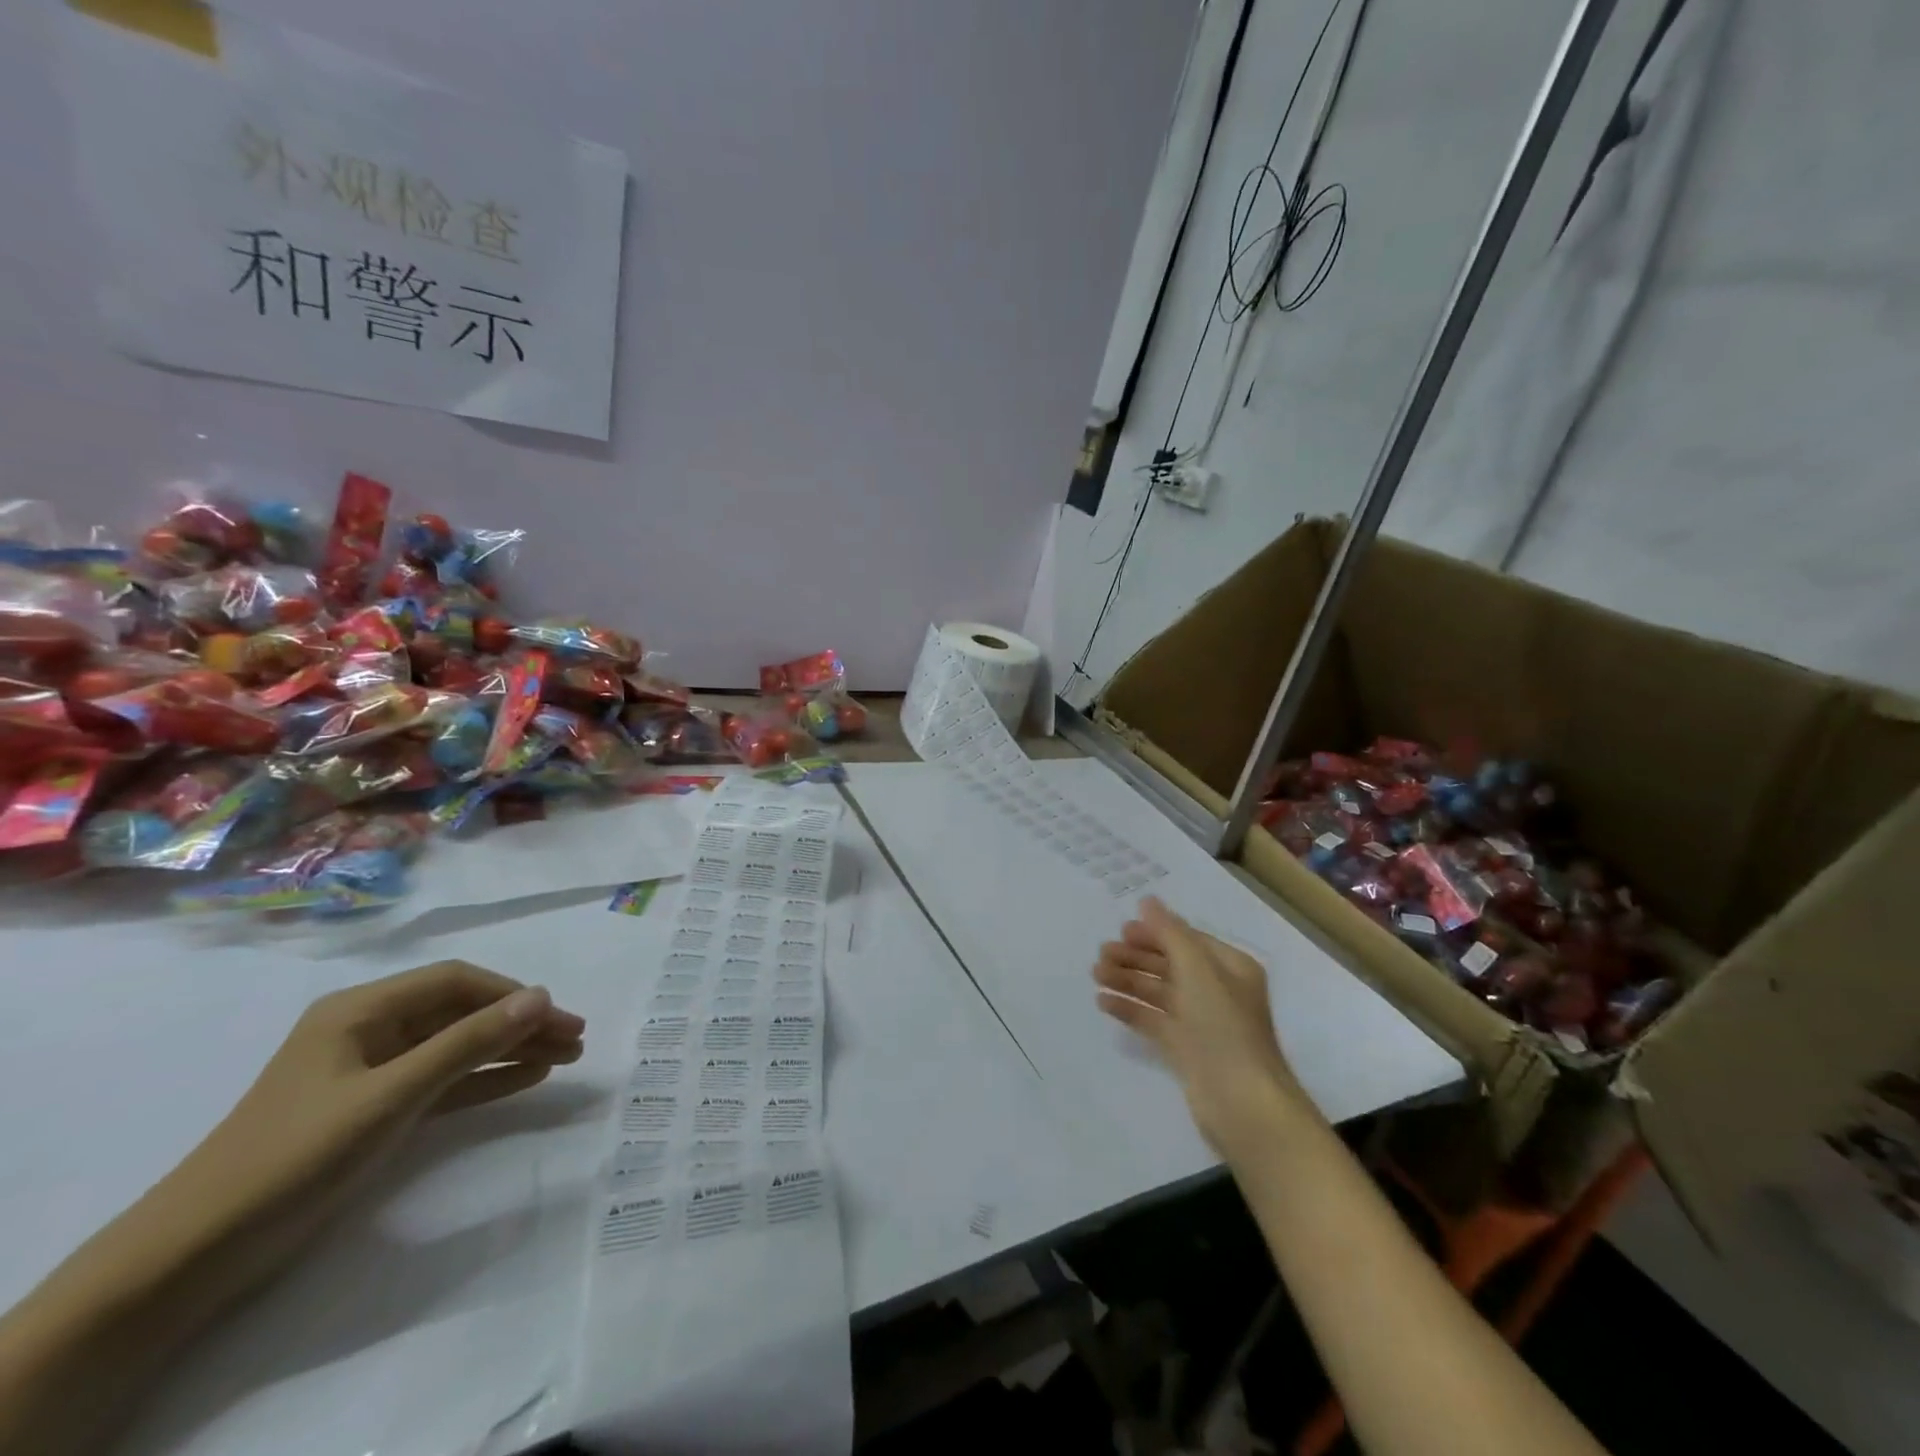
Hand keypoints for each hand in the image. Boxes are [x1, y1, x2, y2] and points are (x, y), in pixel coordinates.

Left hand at [0, 962, 585, 1455]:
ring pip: (458, 1046)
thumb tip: (541, 997)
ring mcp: (372, 1071)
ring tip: (565, 1057)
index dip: (512, 994)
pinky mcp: (375, 1108)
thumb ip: (467, 1043)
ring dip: (510, 1049)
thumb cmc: (295, 1155)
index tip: (559, 1017)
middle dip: (520, 1023)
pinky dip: (484, 1078)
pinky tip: (526, 1078)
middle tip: (576, 1039)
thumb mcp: (391, 1095)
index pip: (455, 983)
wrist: (196, 1253)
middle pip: (462, 1013)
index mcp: (362, 1010)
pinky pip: (443, 1080)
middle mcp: (370, 1029)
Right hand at [1092, 897, 1310, 1157]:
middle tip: (1101, 953)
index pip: (1187, 940)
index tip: (1121, 930)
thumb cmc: (1223, 1027)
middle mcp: (1217, 990)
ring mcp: (1201, 1022)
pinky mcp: (1186, 1049)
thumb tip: (1148, 901)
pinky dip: (1130, 1009)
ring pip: (1158, 992)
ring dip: (1128, 980)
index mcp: (1230, 968)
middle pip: (1170, 964)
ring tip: (1096, 975)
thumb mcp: (1198, 971)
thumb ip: (1170, 933)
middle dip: (1136, 956)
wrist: (1243, 1104)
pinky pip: (1153, 1020)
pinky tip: (1104, 1002)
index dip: (1155, 932)